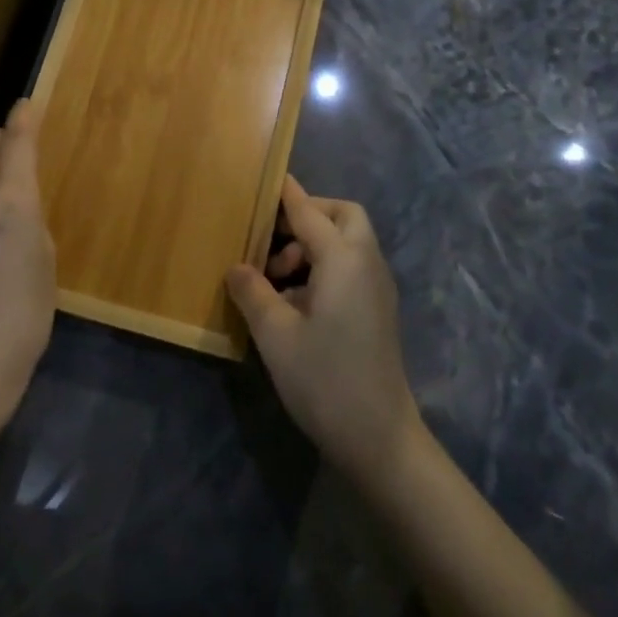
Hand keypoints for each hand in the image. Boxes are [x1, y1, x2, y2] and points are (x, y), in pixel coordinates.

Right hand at [226, 176, 421, 475]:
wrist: (381, 439)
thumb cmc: (325, 380)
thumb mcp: (276, 335)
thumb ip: (253, 292)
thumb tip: (236, 267)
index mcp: (343, 259)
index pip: (309, 212)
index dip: (286, 194)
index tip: (266, 177)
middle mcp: (366, 263)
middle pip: (343, 216)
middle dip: (309, 215)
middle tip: (272, 238)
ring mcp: (377, 287)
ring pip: (348, 242)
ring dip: (314, 245)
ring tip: (275, 279)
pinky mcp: (378, 310)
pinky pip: (351, 267)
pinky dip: (325, 266)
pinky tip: (295, 301)